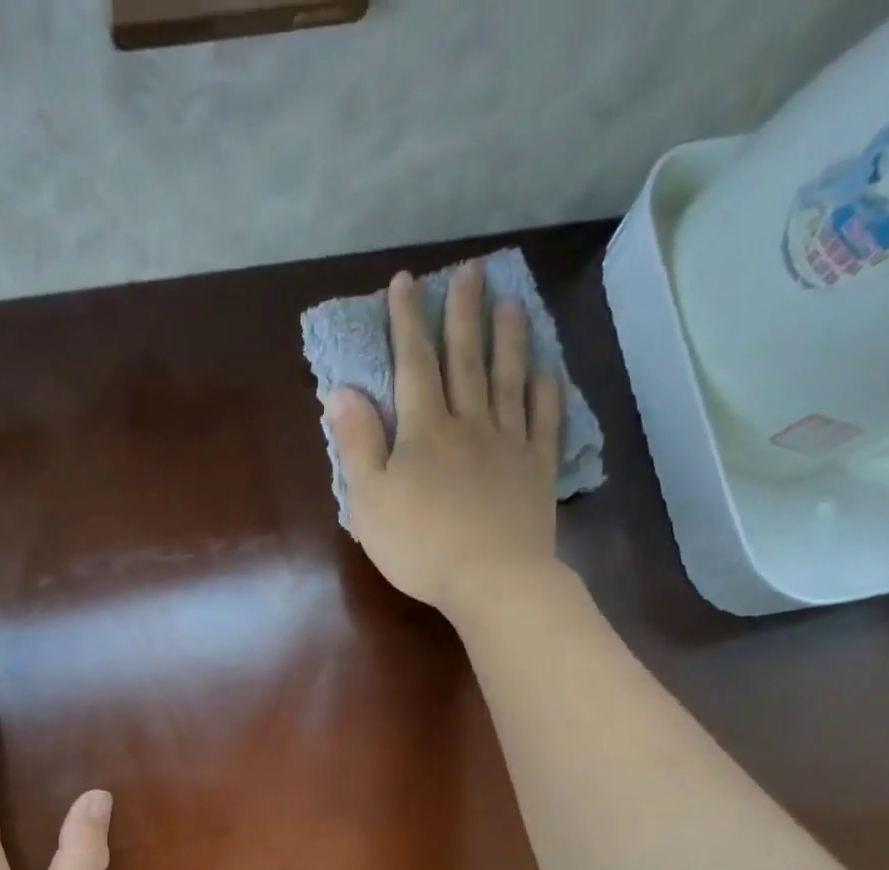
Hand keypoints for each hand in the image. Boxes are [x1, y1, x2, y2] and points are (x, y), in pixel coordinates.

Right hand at [326, 262, 565, 617]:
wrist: (490, 579)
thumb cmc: (419, 545)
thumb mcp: (369, 500)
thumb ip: (356, 444)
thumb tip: (341, 392)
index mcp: (424, 430)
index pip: (413, 364)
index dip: (407, 322)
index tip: (406, 283)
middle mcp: (469, 423)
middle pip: (466, 359)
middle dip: (464, 313)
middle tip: (472, 271)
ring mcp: (508, 444)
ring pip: (509, 379)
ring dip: (508, 338)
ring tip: (511, 302)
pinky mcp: (536, 469)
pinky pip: (544, 420)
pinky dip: (546, 391)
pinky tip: (547, 369)